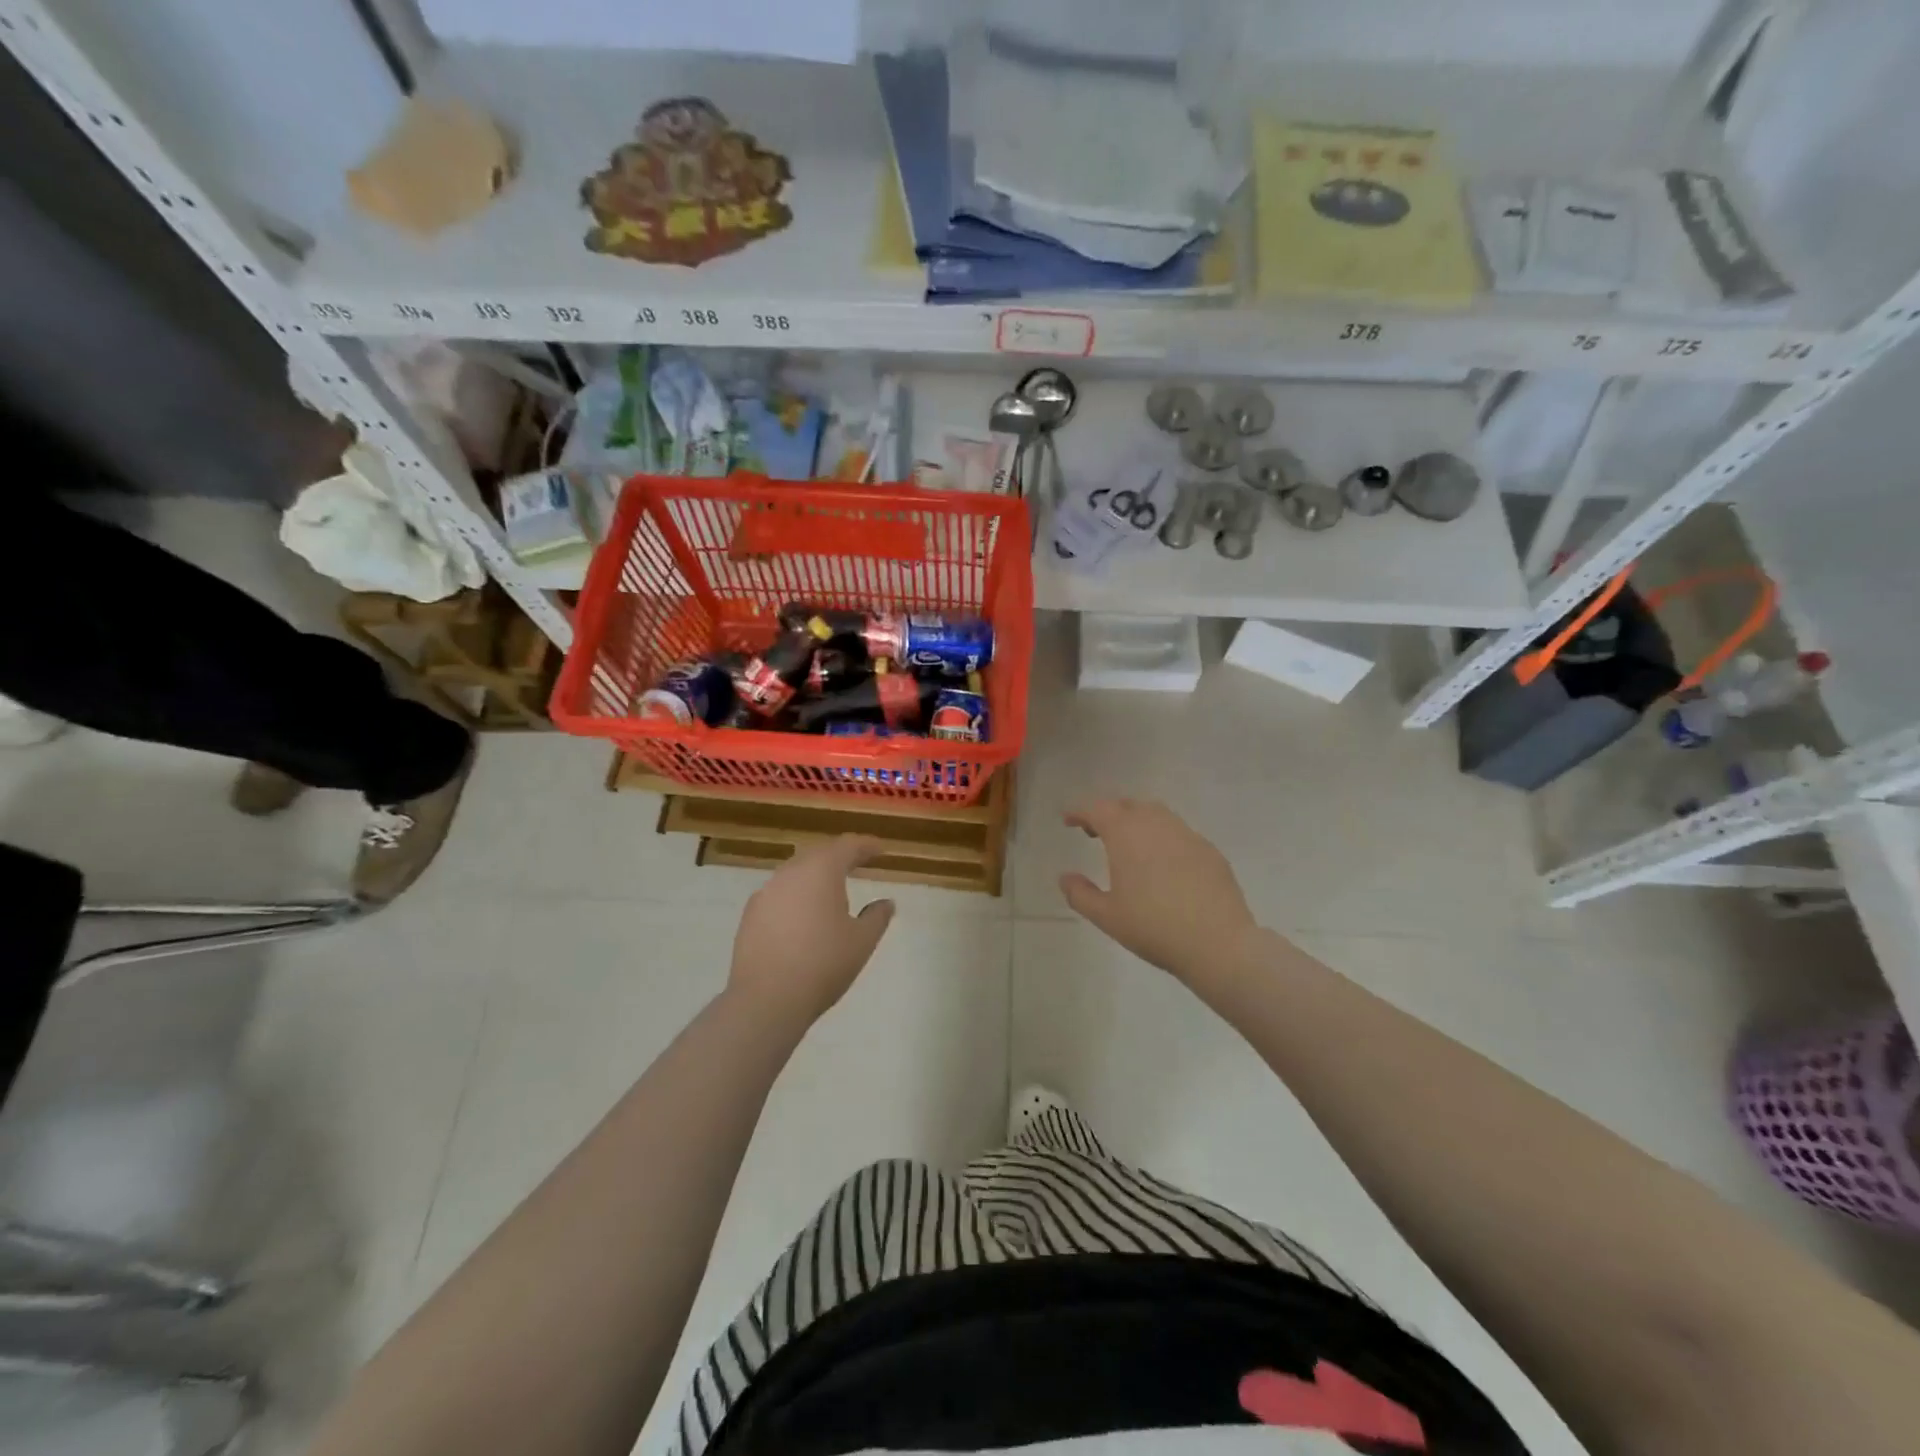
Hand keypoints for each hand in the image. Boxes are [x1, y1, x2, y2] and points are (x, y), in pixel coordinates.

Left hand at [728, 836, 895, 1026]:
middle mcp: (790, 873)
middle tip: (857, 863)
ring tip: (831, 890)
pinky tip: (803, 915)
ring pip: (795, 872)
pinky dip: (796, 896)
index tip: (880, 850)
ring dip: (815, 875)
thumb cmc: (823, 964)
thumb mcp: (862, 941)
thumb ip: (877, 917)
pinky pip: (779, 893)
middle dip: (839, 856)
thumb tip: (886, 902)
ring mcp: (766, 892)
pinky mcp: (750, 915)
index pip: (847, 846)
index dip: (866, 846)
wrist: (766, 999)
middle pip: (818, 854)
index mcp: (821, 870)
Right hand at [1060, 798, 1256, 994]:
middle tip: (1095, 832)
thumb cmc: (1154, 928)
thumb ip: (1080, 894)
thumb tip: (1065, 877)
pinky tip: (1163, 864)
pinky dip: (1162, 838)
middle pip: (1127, 805)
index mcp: (1126, 834)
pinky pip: (1179, 833)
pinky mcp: (1210, 851)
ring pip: (1156, 814)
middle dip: (1108, 813)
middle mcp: (1156, 825)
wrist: (1219, 944)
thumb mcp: (1107, 917)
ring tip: (1129, 845)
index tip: (1068, 821)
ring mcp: (1187, 835)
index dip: (1080, 812)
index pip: (1097, 809)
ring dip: (1137, 821)